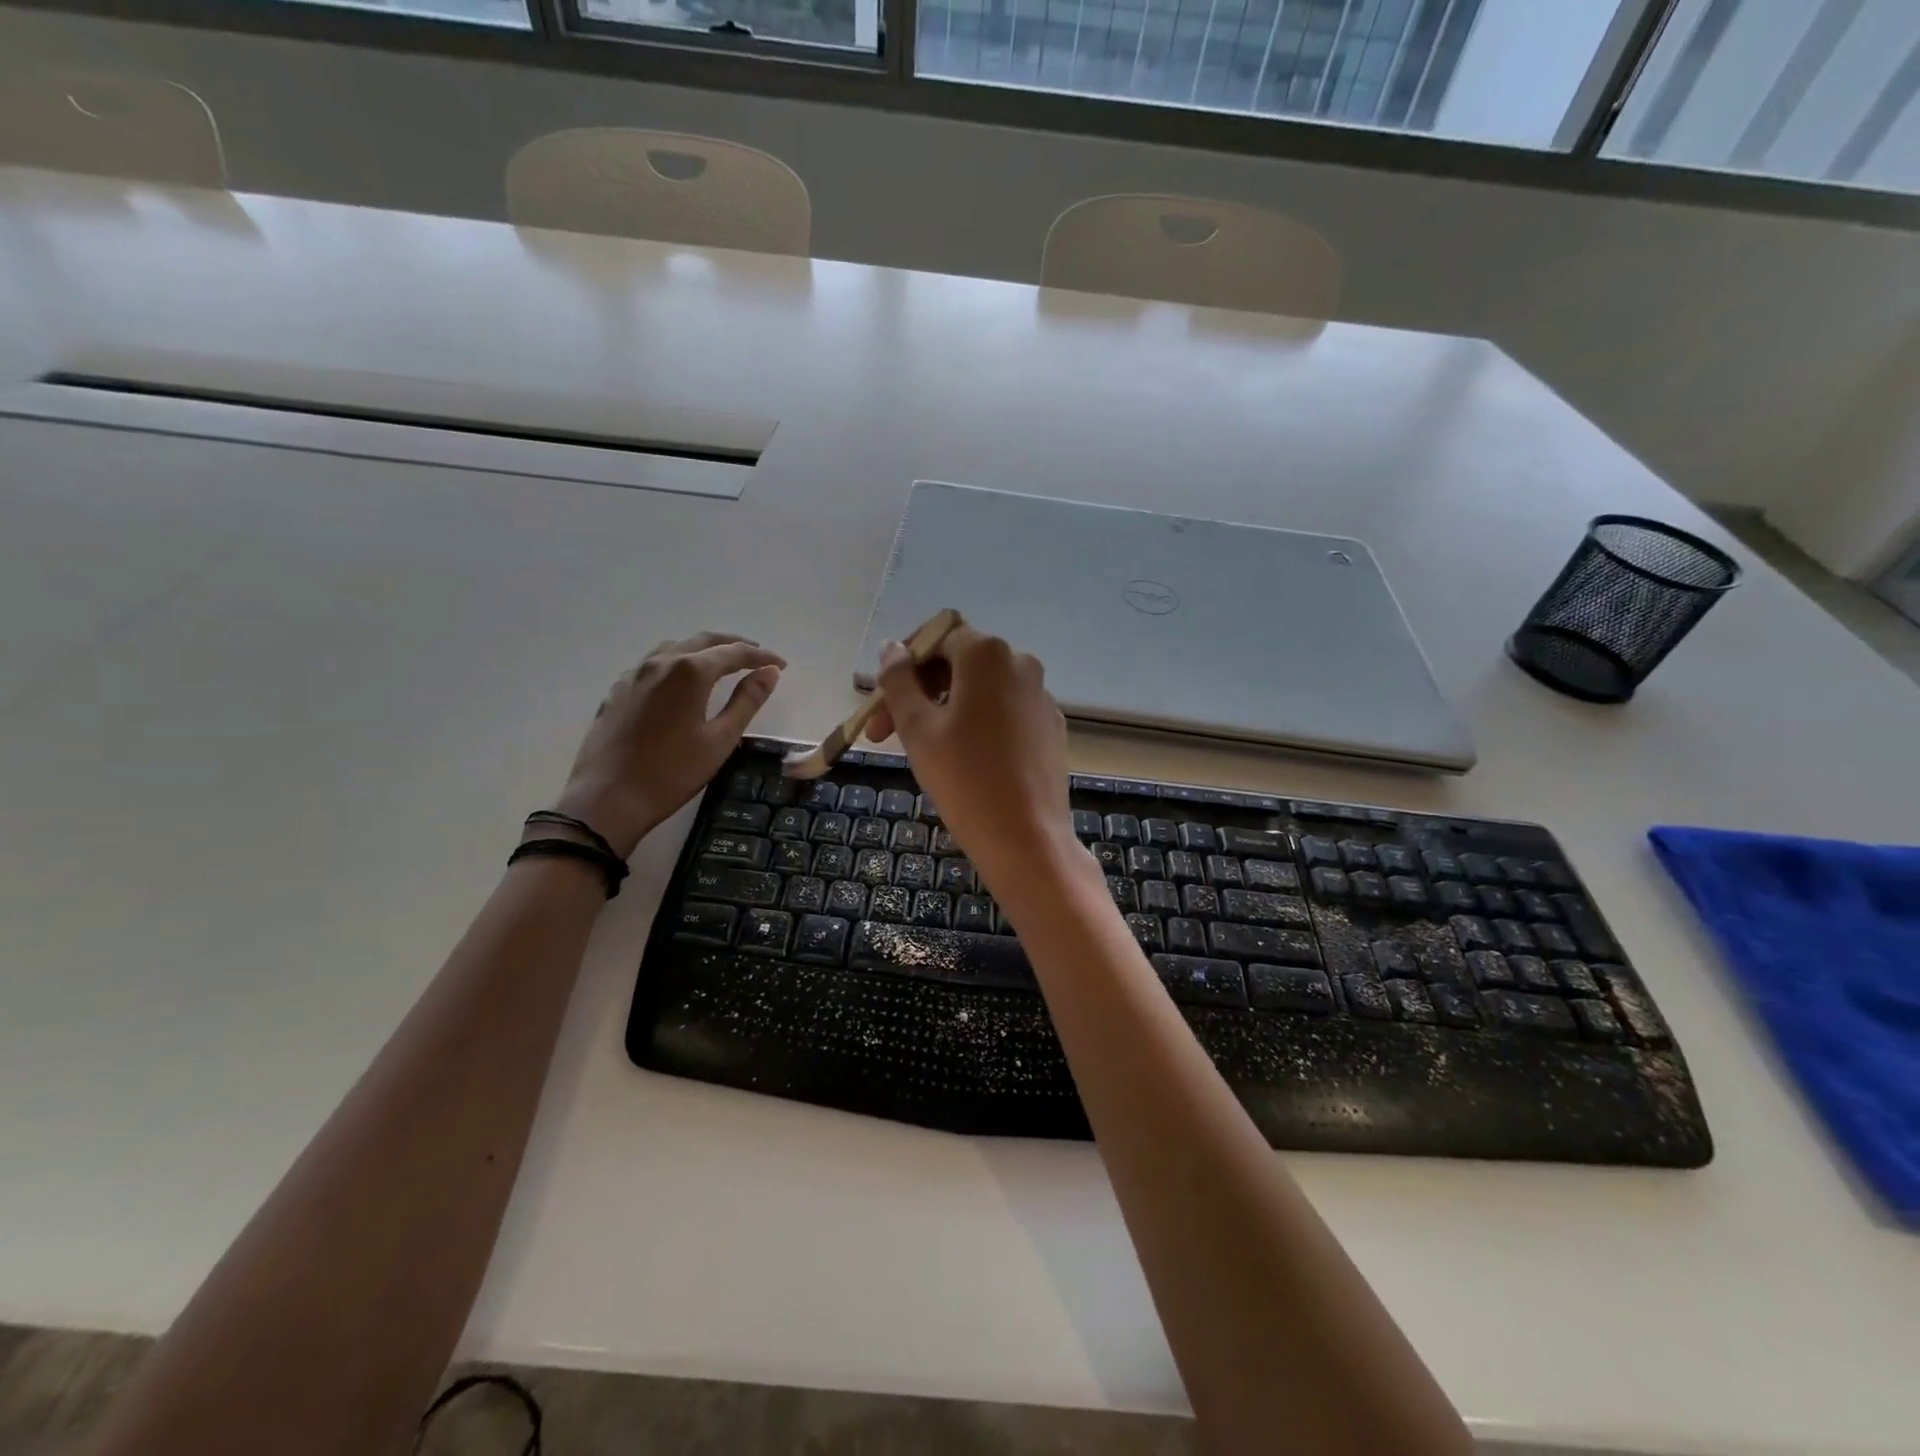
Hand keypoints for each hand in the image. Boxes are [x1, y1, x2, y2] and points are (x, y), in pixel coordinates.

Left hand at [553, 632, 784, 857]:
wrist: (607, 798)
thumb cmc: (672, 772)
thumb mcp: (720, 740)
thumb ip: (747, 701)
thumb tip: (769, 672)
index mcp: (689, 671)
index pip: (734, 653)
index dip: (760, 656)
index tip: (781, 664)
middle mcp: (660, 662)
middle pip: (703, 641)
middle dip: (733, 645)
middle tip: (756, 657)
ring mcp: (634, 675)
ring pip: (674, 648)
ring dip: (702, 650)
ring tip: (721, 664)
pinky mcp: (617, 691)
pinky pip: (652, 665)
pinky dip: (676, 664)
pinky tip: (680, 683)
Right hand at [866, 624, 1078, 896]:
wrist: (1027, 838)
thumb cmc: (964, 779)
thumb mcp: (917, 728)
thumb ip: (898, 681)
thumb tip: (891, 648)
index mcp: (987, 654)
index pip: (935, 636)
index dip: (902, 665)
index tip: (880, 704)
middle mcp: (1020, 663)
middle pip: (958, 662)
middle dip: (918, 690)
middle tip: (885, 734)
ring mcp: (1040, 695)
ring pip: (981, 688)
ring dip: (944, 707)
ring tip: (921, 749)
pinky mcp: (1050, 726)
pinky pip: (1005, 711)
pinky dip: (977, 722)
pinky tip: (964, 760)